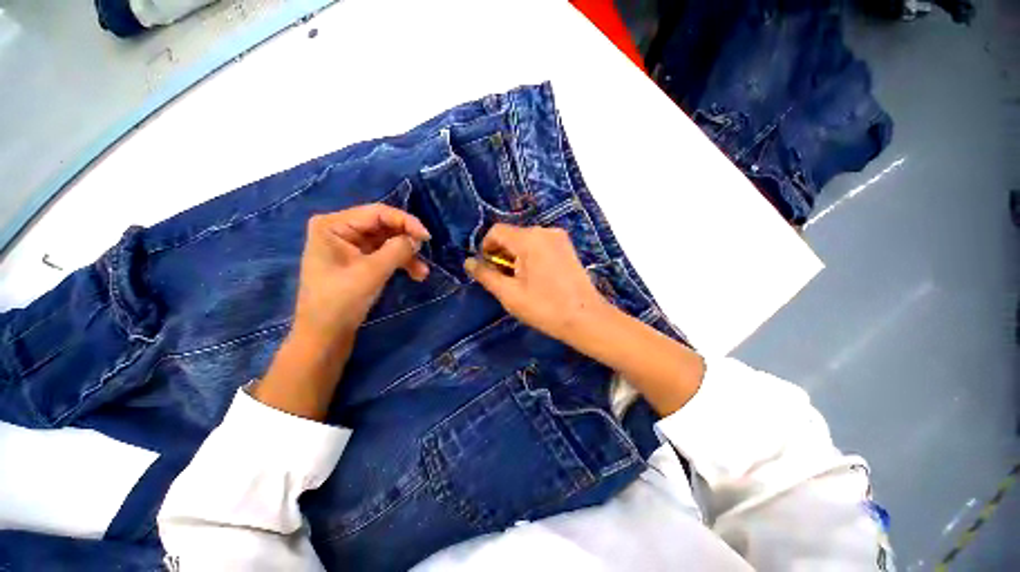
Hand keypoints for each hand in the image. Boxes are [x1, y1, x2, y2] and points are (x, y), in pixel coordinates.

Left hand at [255, 204, 429, 420]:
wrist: (324, 336)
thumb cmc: (340, 302)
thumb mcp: (371, 273)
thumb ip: (397, 250)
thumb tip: (417, 238)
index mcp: (333, 225)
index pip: (377, 213)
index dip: (405, 222)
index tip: (427, 237)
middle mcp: (341, 230)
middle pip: (383, 226)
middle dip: (406, 240)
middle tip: (426, 252)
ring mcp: (350, 246)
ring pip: (388, 241)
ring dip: (407, 255)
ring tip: (423, 272)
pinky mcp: (359, 260)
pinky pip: (385, 254)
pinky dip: (401, 263)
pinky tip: (416, 275)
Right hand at [464, 223, 611, 342]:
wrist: (586, 318)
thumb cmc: (545, 308)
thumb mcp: (509, 294)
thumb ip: (486, 275)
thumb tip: (468, 262)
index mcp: (529, 239)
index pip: (496, 231)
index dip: (486, 248)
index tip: (487, 269)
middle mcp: (544, 231)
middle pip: (512, 235)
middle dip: (502, 254)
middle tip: (504, 279)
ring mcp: (559, 237)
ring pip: (526, 240)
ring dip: (516, 256)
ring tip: (520, 281)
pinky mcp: (567, 246)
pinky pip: (540, 244)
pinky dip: (530, 256)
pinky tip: (536, 277)